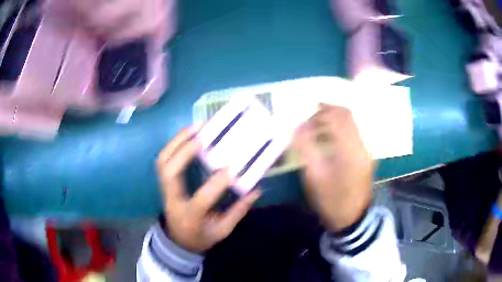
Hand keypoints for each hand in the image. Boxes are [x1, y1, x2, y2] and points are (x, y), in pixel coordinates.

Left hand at [157, 125, 260, 252]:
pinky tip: (187, 135)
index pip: (201, 199)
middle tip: (203, 135)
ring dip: (177, 141)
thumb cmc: (201, 237)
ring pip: (163, 161)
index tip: (232, 168)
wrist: (178, 240)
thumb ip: (238, 212)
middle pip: (170, 172)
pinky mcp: (164, 183)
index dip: (217, 183)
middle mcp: (173, 200)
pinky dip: (173, 144)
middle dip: (184, 151)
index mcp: (189, 216)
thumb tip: (256, 190)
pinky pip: (164, 160)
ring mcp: (165, 190)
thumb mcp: (222, 231)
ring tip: (194, 127)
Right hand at [293, 105, 373, 231]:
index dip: (319, 112)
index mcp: (350, 149)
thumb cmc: (332, 200)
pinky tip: (330, 137)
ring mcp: (366, 148)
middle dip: (327, 111)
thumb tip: (297, 126)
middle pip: (346, 114)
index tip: (304, 120)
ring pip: (351, 121)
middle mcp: (362, 143)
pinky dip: (340, 127)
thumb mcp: (314, 177)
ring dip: (333, 118)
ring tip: (317, 127)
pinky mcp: (366, 153)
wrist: (353, 217)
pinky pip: (353, 131)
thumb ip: (305, 149)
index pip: (337, 116)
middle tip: (310, 118)